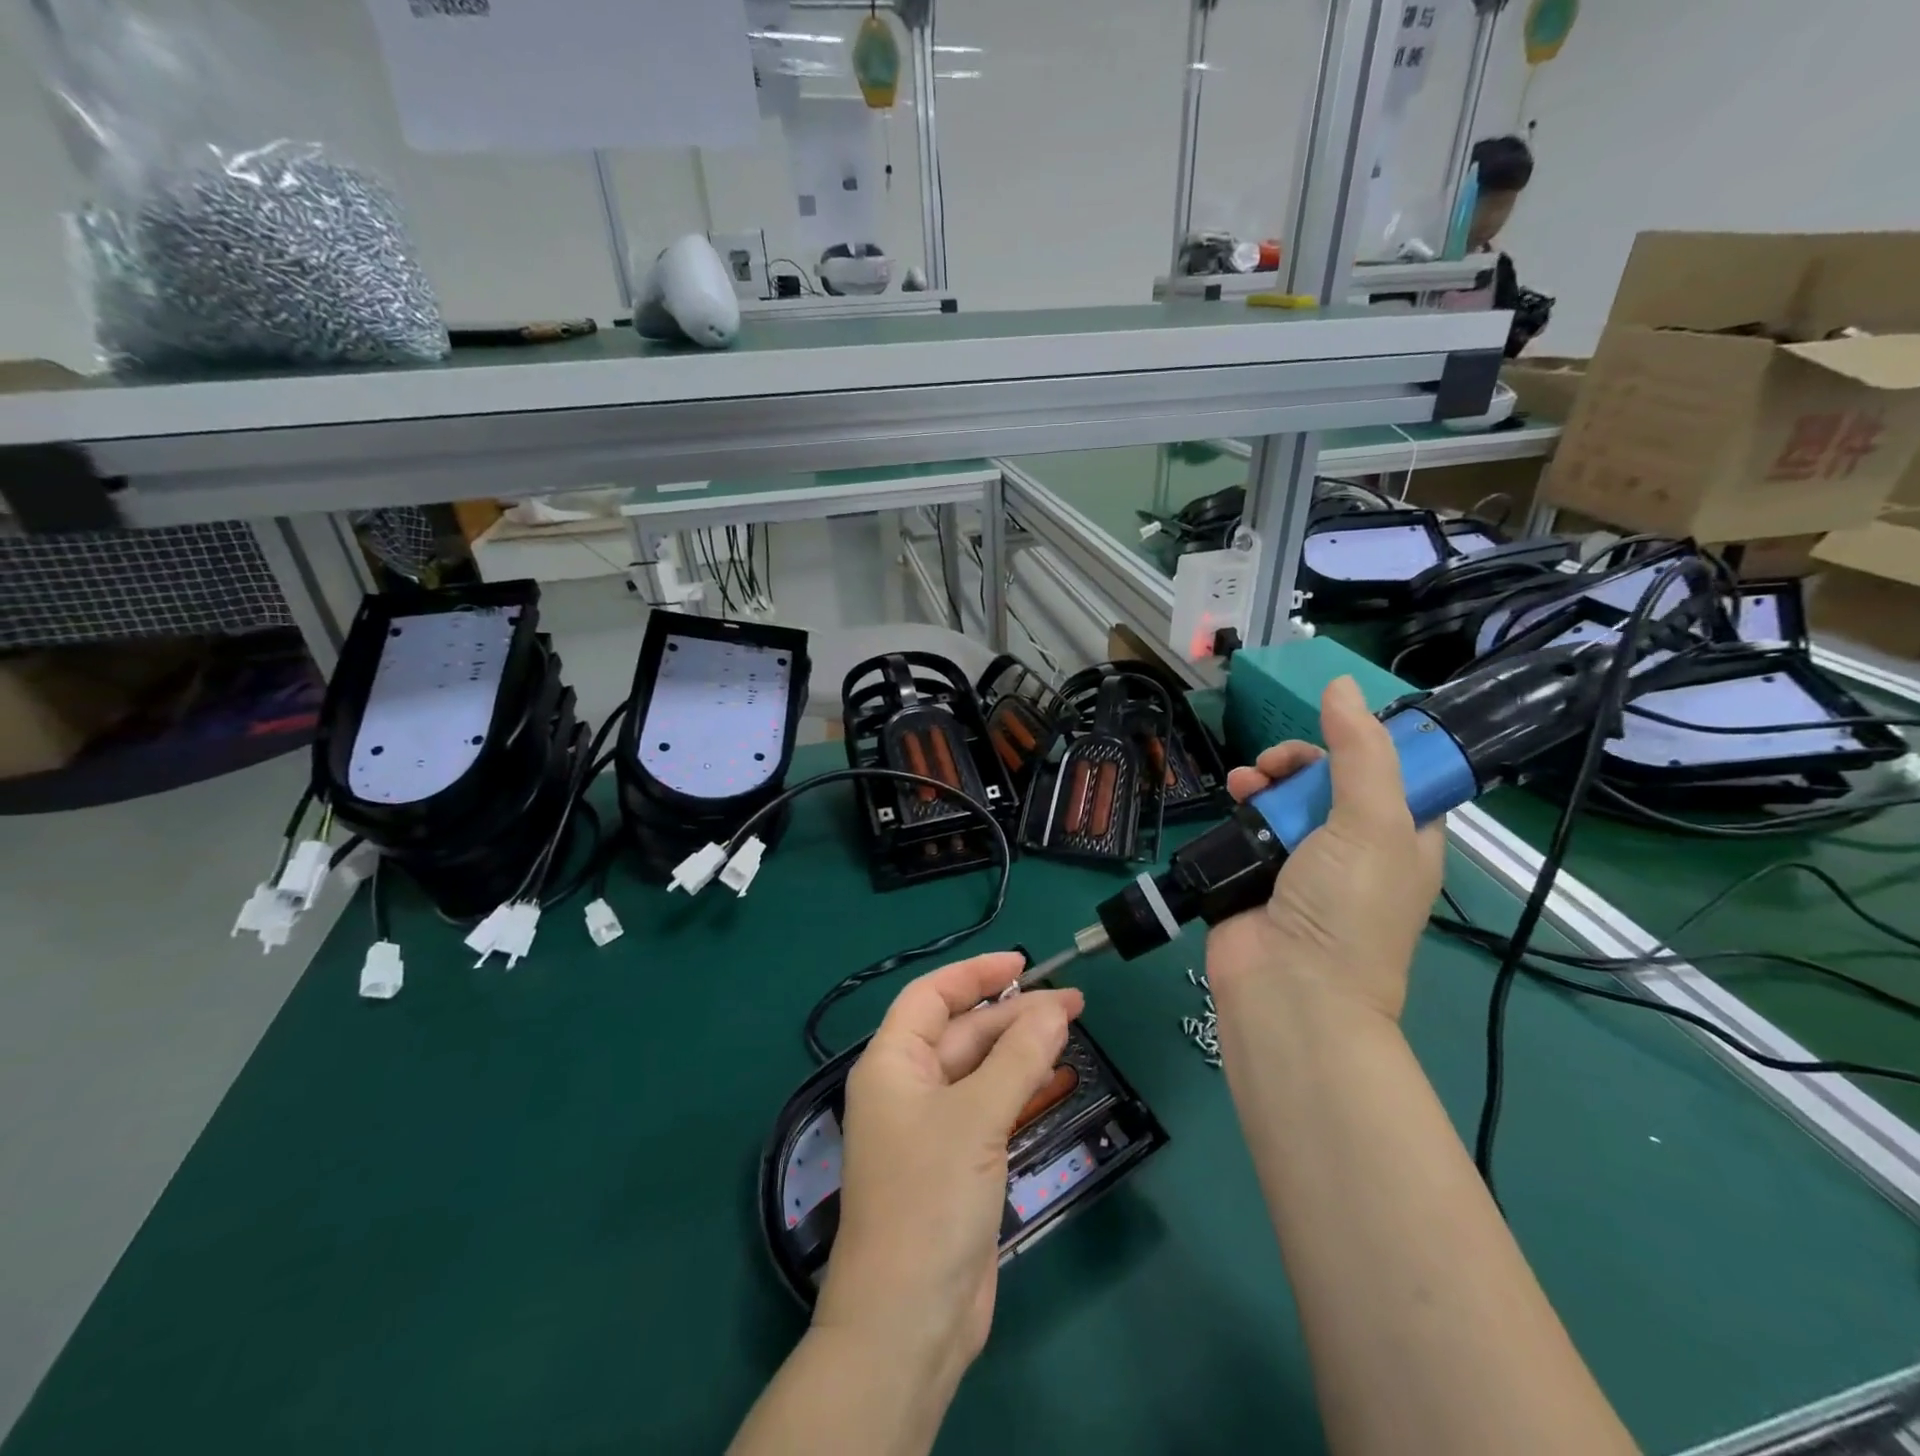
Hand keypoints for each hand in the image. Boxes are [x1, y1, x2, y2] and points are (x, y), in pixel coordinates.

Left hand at [814, 953, 1081, 1391]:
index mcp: (891, 1064)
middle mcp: (907, 1087)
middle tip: (1072, 1003)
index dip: (975, 974)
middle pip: (962, 1032)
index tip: (1023, 964)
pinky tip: (1053, 1076)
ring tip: (1071, 1028)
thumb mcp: (976, 1118)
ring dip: (1021, 1049)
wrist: (909, 1321)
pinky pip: (990, 1107)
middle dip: (1013, 1013)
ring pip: (980, 1069)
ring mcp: (932, 1127)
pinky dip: (1020, 1089)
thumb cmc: (929, 1199)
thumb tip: (1055, 1007)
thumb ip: (1017, 1058)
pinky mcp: (956, 1162)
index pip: (931, 996)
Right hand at [1207, 676, 1443, 1022]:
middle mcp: (1355, 848)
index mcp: (1403, 838)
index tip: (1337, 733)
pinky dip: (1240, 802)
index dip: (1367, 745)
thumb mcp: (1372, 823)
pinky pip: (1250, 822)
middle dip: (1303, 761)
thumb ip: (1361, 752)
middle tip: (1281, 763)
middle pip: (1330, 780)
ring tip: (1247, 780)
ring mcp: (1302, 862)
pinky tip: (1231, 795)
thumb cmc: (1346, 906)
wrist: (1288, 987)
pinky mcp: (1256, 871)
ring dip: (1266, 778)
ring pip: (1285, 797)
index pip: (1395, 774)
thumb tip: (1342, 684)